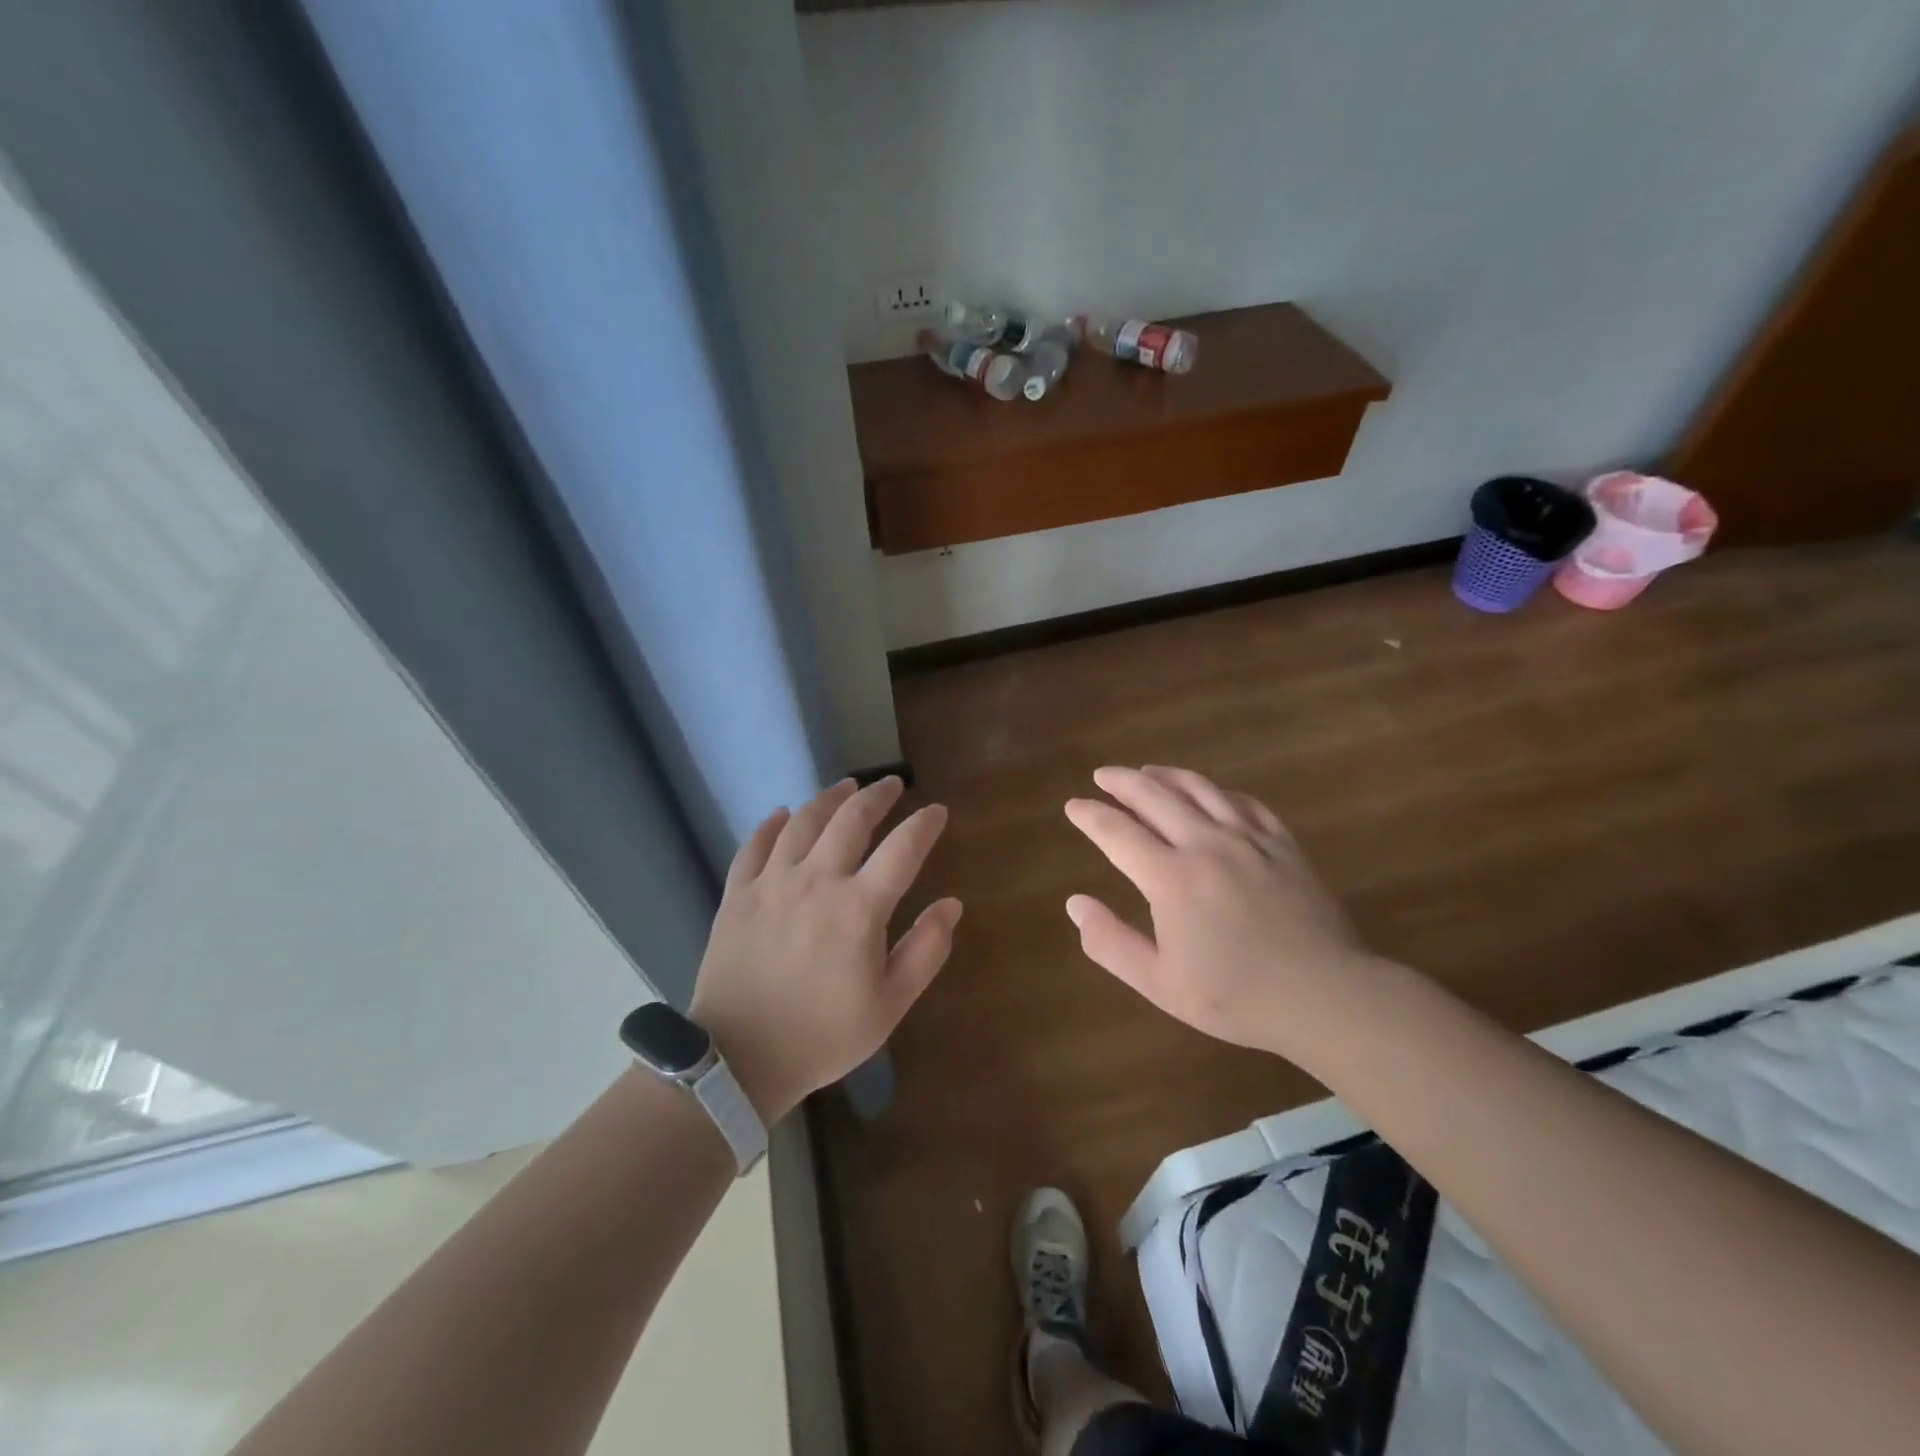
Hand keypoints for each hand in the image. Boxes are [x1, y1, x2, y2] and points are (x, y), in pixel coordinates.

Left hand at [689, 777, 960, 1121]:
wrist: (740, 1058)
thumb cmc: (823, 1035)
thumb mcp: (890, 1005)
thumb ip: (926, 950)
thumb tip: (951, 904)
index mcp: (859, 908)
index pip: (903, 848)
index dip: (924, 824)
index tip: (937, 811)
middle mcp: (816, 880)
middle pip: (851, 819)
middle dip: (877, 795)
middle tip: (892, 783)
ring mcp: (772, 883)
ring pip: (803, 821)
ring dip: (829, 798)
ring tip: (846, 786)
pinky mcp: (738, 894)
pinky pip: (754, 845)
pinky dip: (771, 825)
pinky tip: (782, 814)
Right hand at [1063, 766, 1367, 1060]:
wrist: (1327, 997)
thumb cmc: (1237, 997)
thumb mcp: (1159, 983)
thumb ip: (1110, 942)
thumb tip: (1075, 903)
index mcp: (1171, 878)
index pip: (1117, 832)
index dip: (1091, 816)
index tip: (1073, 806)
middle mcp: (1206, 845)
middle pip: (1155, 797)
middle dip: (1122, 782)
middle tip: (1103, 776)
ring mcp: (1249, 840)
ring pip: (1200, 790)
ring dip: (1167, 776)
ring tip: (1147, 771)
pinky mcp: (1282, 845)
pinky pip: (1245, 804)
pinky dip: (1219, 792)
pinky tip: (1212, 794)